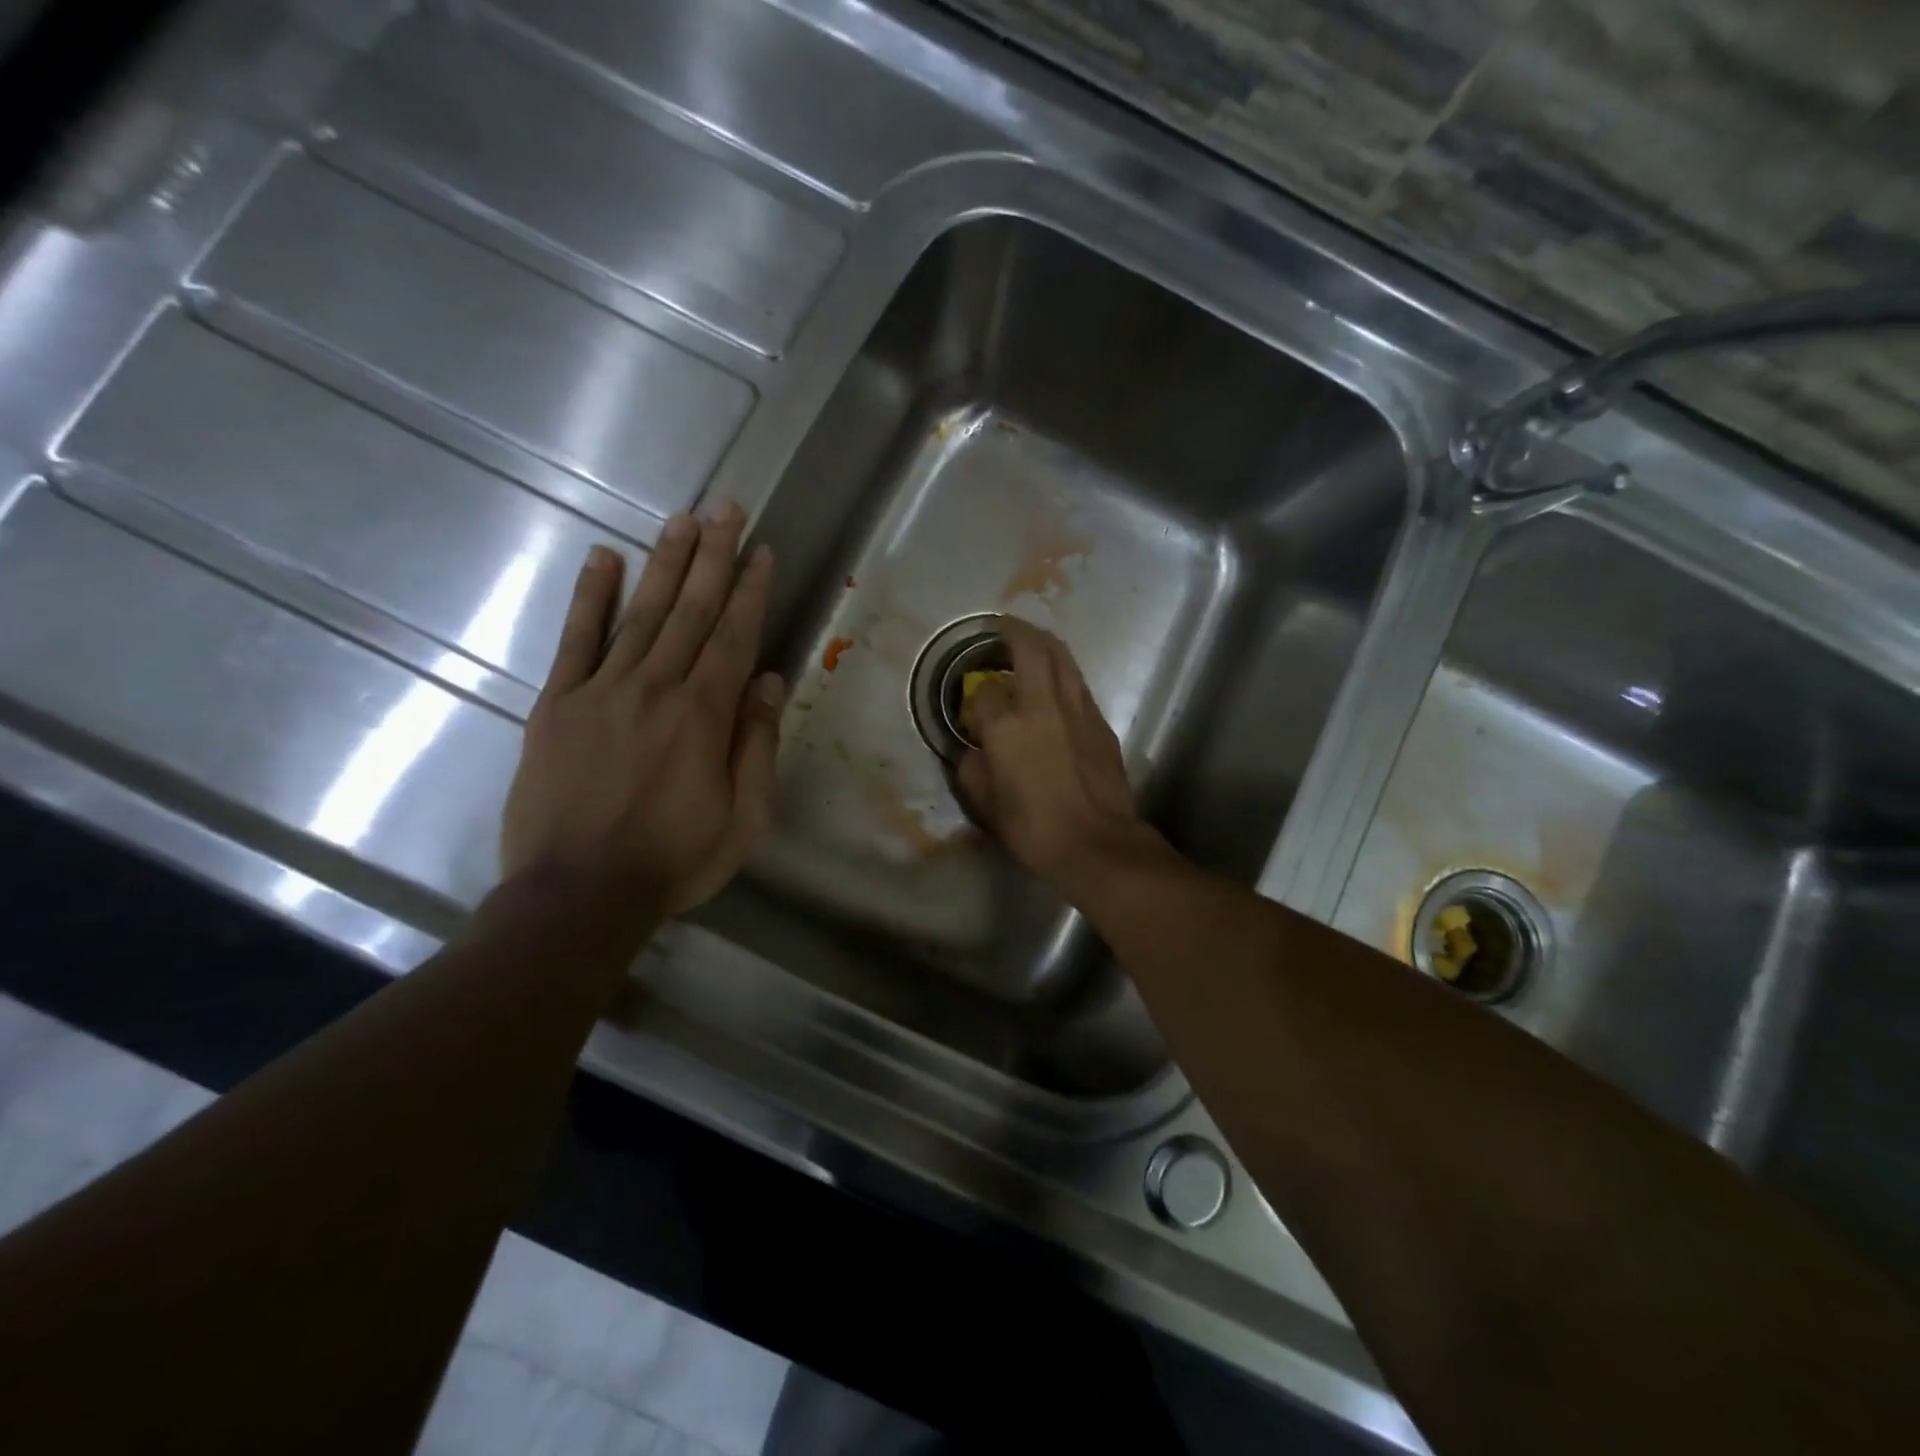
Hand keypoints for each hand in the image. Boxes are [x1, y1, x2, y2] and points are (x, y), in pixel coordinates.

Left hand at [501, 504, 783, 917]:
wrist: (577, 894)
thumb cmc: (674, 860)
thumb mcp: (743, 817)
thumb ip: (756, 744)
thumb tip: (768, 681)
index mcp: (704, 716)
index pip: (733, 636)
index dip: (748, 590)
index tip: (760, 550)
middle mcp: (655, 689)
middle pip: (689, 611)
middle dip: (712, 556)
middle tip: (725, 508)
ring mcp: (601, 691)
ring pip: (640, 614)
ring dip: (664, 563)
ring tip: (683, 519)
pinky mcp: (557, 704)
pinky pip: (575, 641)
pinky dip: (590, 598)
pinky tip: (604, 559)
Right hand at [956, 619, 1160, 893]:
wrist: (1097, 844)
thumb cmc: (1035, 829)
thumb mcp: (987, 806)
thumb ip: (973, 769)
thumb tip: (973, 751)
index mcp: (1007, 727)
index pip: (984, 693)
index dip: (975, 696)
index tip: (974, 707)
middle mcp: (1043, 706)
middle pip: (1032, 649)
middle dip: (1015, 631)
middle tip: (1003, 628)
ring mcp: (1078, 710)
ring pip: (1063, 659)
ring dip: (1045, 644)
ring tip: (1031, 643)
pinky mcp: (1101, 723)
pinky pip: (1079, 685)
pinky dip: (1064, 675)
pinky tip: (1057, 687)